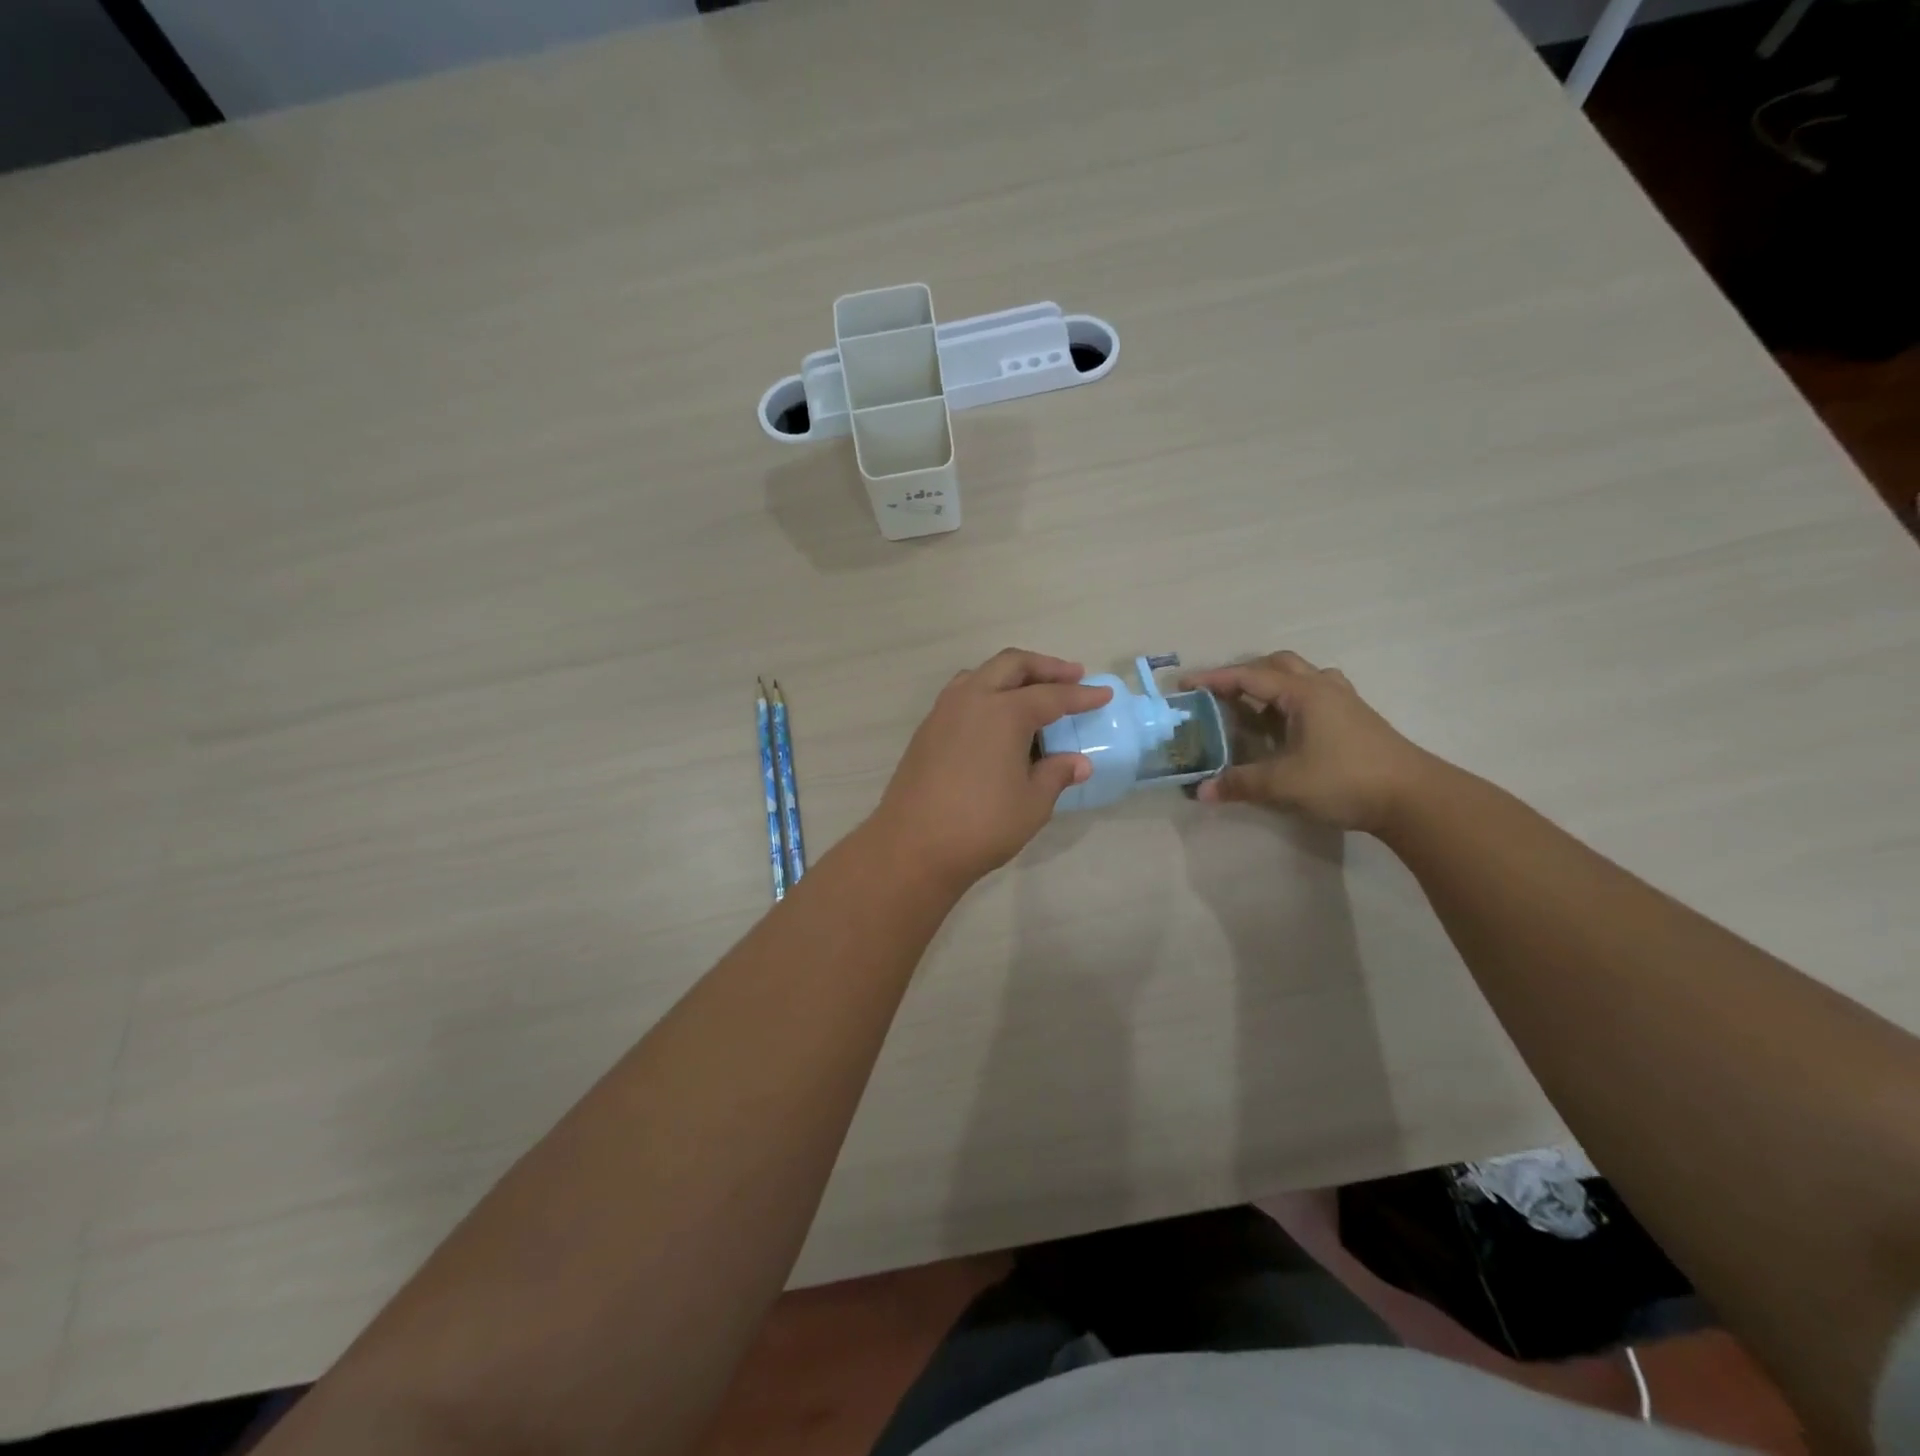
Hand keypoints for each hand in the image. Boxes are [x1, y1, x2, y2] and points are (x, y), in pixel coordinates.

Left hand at [868, 649, 1111, 893]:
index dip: (1081, 696)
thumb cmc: (981, 824)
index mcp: (1004, 711)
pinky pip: (962, 694)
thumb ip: (1056, 775)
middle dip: (1046, 667)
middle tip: (1073, 675)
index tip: (1104, 694)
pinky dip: (987, 692)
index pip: (1052, 696)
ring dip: (1012, 675)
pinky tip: (997, 717)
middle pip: (1013, 665)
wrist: (913, 845)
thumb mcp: (1032, 803)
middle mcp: (972, 699)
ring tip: (1033, 690)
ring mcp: (944, 711)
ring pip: (982, 674)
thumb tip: (1078, 763)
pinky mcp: (927, 729)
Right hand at [1180, 652, 1432, 833]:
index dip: (1214, 679)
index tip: (1185, 686)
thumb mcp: (1284, 784)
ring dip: (1272, 684)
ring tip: (1253, 706)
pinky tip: (1287, 725)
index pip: (1249, 676)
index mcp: (1303, 693)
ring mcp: (1344, 702)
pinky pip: (1316, 693)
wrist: (1414, 798)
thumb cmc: (1344, 780)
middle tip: (1220, 695)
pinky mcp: (1356, 719)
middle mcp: (1323, 688)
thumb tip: (1201, 792)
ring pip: (1301, 676)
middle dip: (1244, 674)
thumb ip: (1240, 783)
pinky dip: (1292, 700)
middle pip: (1277, 665)